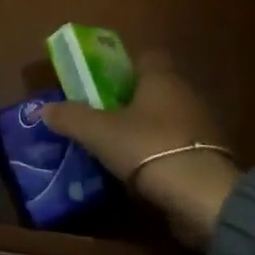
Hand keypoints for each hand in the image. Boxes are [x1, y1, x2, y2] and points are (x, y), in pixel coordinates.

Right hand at [43, 55, 242, 248]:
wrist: (205, 197)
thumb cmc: (149, 148)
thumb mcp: (99, 132)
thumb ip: (71, 117)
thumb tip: (43, 109)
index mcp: (160, 76)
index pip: (144, 56)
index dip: (122, 66)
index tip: (100, 84)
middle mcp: (185, 92)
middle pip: (154, 88)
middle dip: (130, 100)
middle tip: (101, 118)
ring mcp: (202, 126)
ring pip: (166, 118)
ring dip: (146, 130)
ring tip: (117, 148)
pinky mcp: (210, 157)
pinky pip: (179, 146)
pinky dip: (161, 154)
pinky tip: (142, 172)